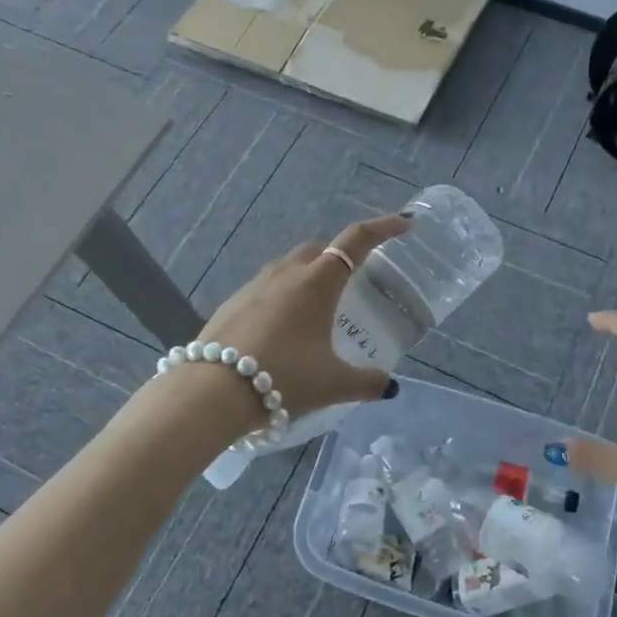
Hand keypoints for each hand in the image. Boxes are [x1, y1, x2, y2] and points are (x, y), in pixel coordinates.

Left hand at [191, 213, 411, 417]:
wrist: (212, 392)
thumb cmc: (284, 378)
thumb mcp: (333, 384)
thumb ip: (367, 382)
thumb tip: (389, 386)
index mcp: (317, 283)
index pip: (357, 241)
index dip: (383, 228)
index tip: (404, 224)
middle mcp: (285, 274)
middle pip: (319, 250)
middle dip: (339, 257)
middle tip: (353, 284)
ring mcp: (253, 286)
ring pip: (288, 268)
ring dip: (306, 278)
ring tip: (316, 312)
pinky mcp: (230, 304)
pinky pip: (264, 289)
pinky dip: (280, 299)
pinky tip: (281, 332)